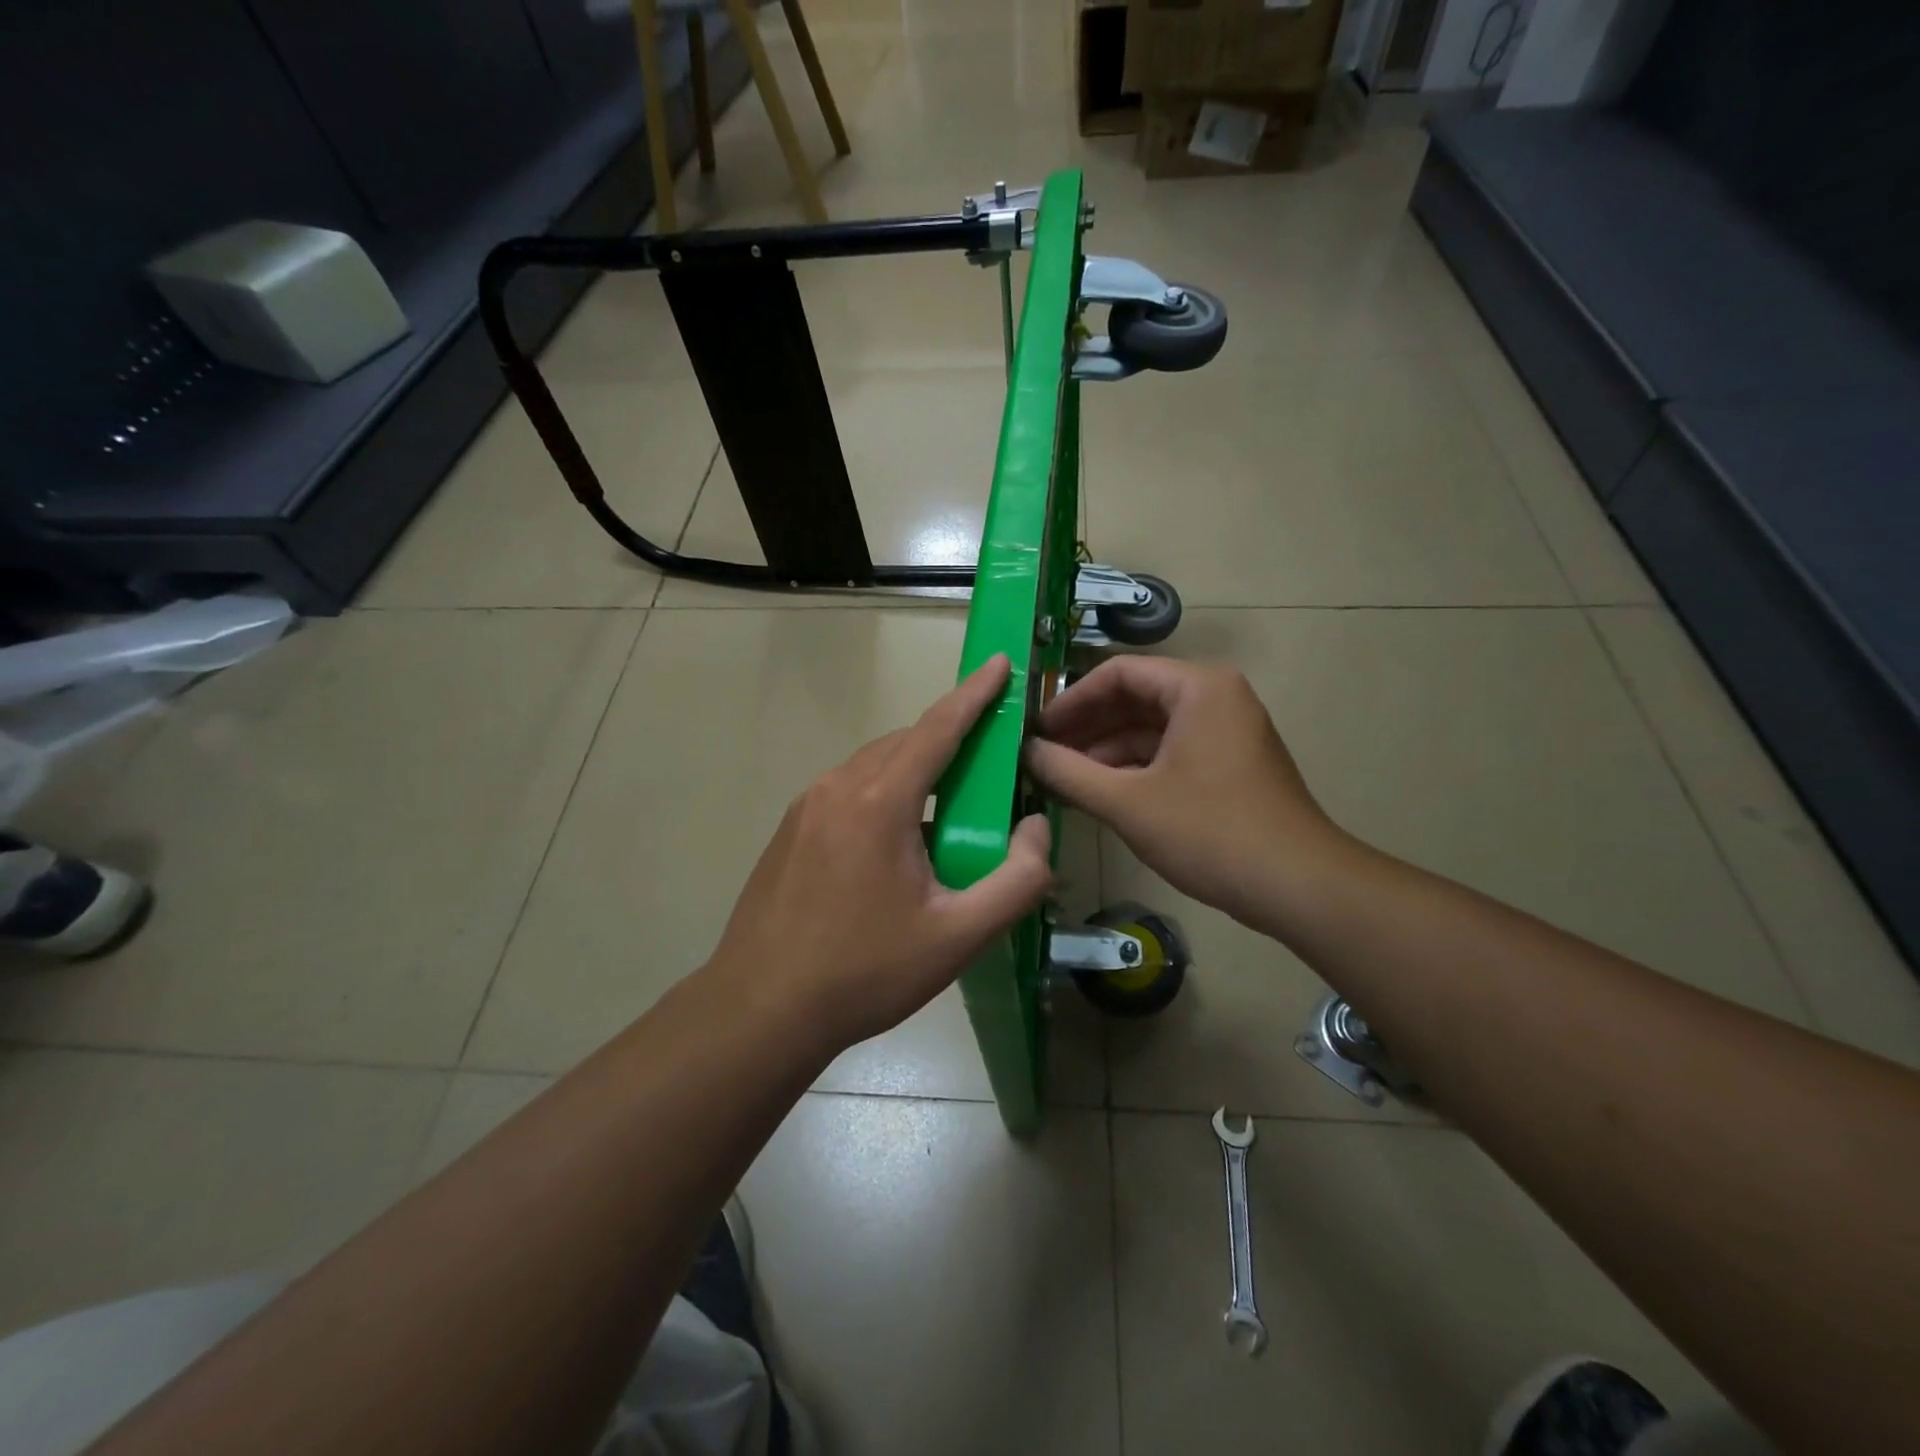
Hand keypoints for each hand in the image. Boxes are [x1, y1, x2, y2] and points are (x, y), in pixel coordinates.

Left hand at [706, 655, 1052, 1054]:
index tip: (1001, 663)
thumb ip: (1017, 880)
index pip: (938, 728)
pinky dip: (885, 794)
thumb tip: (1037, 829)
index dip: (975, 693)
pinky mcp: (790, 830)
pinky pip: (850, 791)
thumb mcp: (958, 937)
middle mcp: (838, 787)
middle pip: (906, 744)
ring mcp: (806, 807)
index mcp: (879, 801)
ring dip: (917, 773)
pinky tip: (897, 845)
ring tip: (947, 815)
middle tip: (990, 768)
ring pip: (875, 766)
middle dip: (951, 741)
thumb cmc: (864, 972)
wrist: (760, 1010)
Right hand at [1024, 657, 1348, 931]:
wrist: (1297, 886)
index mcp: (1198, 687)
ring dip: (1106, 752)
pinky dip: (1134, 769)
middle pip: (1135, 699)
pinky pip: (1170, 752)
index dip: (1071, 700)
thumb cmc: (1209, 832)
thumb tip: (1026, 751)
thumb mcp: (1127, 802)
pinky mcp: (1228, 764)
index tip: (1037, 729)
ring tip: (1062, 778)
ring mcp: (1226, 731)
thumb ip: (1068, 773)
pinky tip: (1100, 793)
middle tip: (1042, 754)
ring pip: (1151, 729)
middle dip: (1087, 728)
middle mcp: (1215, 697)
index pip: (1118, 673)